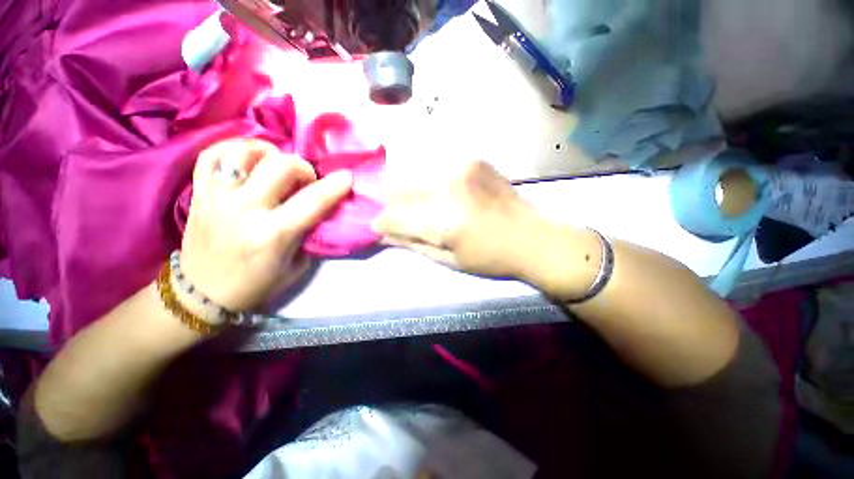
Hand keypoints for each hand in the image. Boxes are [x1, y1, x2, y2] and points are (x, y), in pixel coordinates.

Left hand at [179, 139, 351, 314]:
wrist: (202, 293)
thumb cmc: (256, 284)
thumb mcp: (296, 266)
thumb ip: (309, 234)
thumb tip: (320, 209)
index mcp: (272, 234)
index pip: (312, 202)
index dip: (335, 186)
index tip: (346, 177)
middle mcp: (244, 210)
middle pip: (279, 166)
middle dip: (303, 167)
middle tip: (306, 181)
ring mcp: (217, 198)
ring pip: (245, 153)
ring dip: (270, 153)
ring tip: (276, 164)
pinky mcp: (198, 193)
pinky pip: (212, 154)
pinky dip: (234, 148)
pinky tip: (249, 157)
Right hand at [372, 161, 542, 278]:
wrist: (532, 236)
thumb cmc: (490, 257)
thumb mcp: (449, 260)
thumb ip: (413, 243)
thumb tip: (382, 235)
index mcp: (444, 222)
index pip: (395, 216)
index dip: (382, 221)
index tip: (380, 225)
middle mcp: (449, 188)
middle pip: (401, 188)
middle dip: (392, 201)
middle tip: (395, 212)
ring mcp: (461, 168)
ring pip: (416, 173)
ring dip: (409, 188)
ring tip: (417, 202)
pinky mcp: (472, 159)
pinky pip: (436, 166)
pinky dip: (429, 179)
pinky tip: (439, 191)